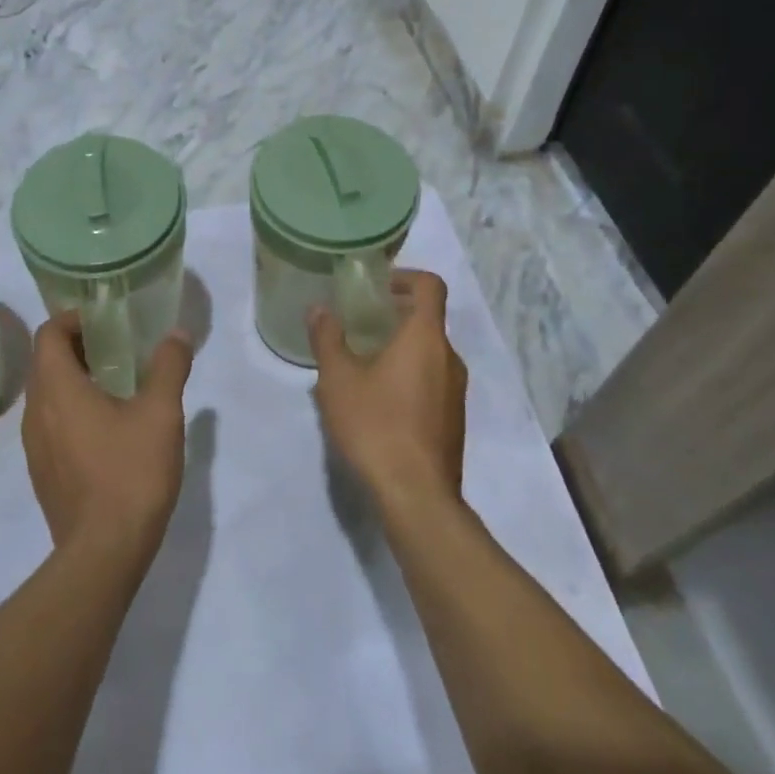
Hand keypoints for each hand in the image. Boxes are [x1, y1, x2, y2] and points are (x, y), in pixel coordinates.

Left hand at [23, 312, 193, 559]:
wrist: (103, 553)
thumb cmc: (130, 472)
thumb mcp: (161, 413)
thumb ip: (169, 366)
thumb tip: (177, 334)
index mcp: (57, 389)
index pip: (49, 334)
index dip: (74, 318)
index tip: (106, 320)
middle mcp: (36, 413)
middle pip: (46, 362)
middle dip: (79, 346)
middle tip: (118, 346)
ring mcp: (34, 446)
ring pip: (47, 395)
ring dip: (75, 379)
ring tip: (117, 383)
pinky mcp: (43, 473)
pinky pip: (51, 424)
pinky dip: (72, 410)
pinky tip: (108, 427)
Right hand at [308, 271, 468, 516]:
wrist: (416, 497)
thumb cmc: (376, 426)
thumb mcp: (338, 379)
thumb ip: (327, 338)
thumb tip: (319, 309)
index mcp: (426, 338)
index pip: (431, 286)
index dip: (405, 276)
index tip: (375, 287)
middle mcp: (449, 358)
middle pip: (427, 319)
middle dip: (393, 315)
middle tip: (357, 324)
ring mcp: (456, 391)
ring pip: (428, 353)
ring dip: (398, 347)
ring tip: (359, 365)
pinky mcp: (453, 420)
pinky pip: (431, 381)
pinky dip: (407, 375)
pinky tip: (375, 401)